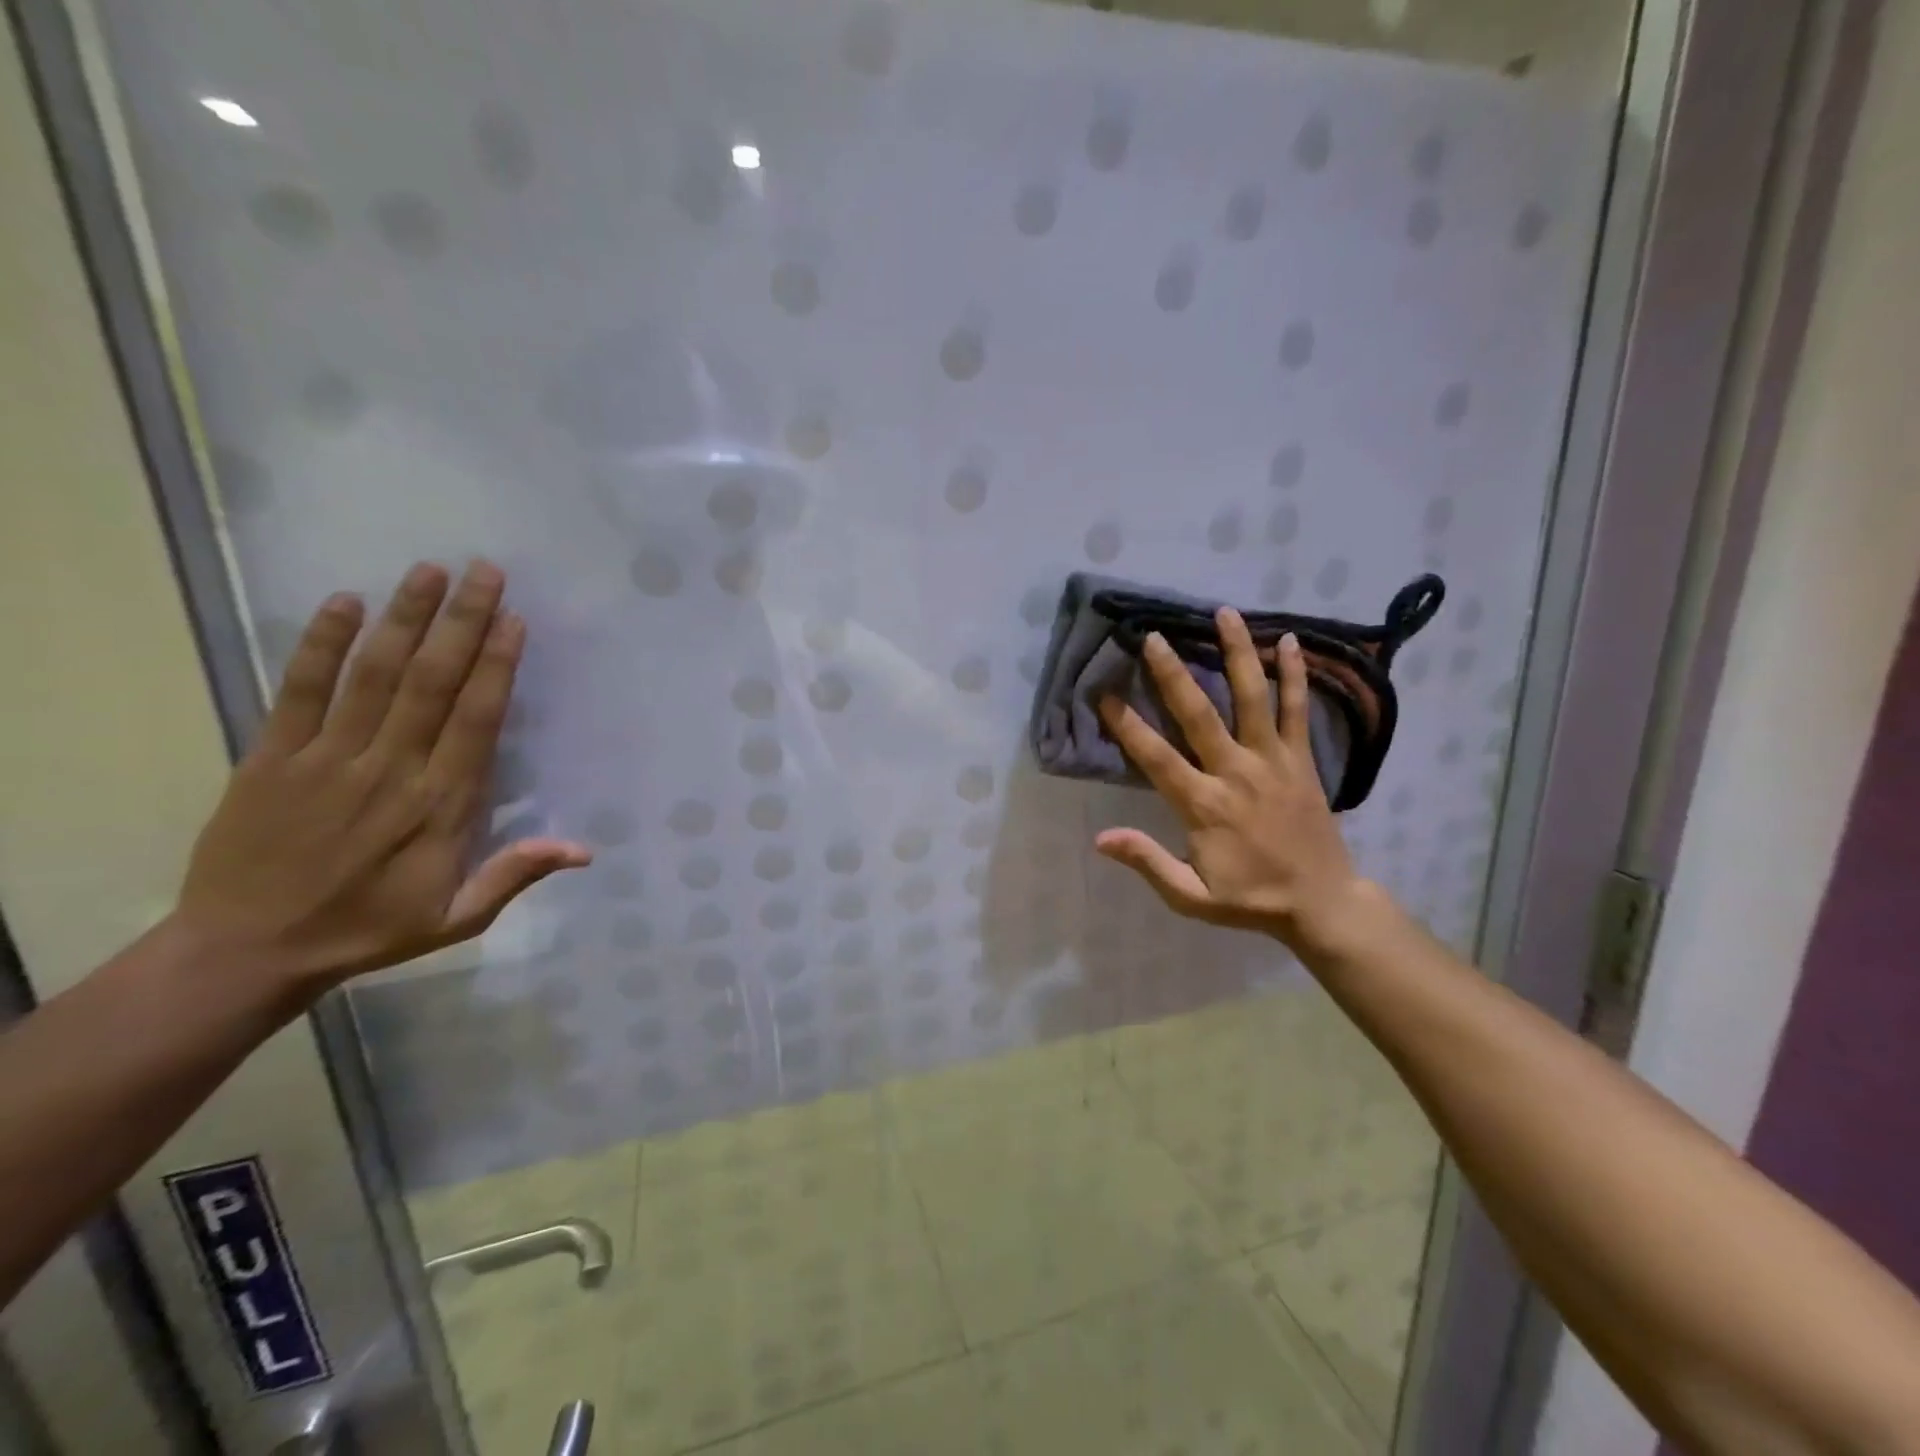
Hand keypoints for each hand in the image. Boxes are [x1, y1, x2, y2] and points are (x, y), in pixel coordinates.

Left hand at [173, 561, 590, 994]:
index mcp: (440, 805)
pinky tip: (344, 602)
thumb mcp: (456, 919)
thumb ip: (515, 876)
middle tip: (484, 571)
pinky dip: (320, 645)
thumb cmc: (368, 930)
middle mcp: (390, 769)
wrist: (244, 951)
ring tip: (429, 570)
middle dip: (461, 622)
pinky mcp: (272, 757)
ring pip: (374, 675)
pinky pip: (299, 690)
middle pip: (432, 683)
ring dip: (404, 619)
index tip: (513, 619)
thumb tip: (584, 849)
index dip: (496, 666)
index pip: (476, 720)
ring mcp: (327, 758)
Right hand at [1094, 610, 1366, 952]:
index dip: (1127, 725)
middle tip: (1153, 637)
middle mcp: (1236, 773)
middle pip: (1199, 714)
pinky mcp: (1302, 760)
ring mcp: (1273, 762)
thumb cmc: (1249, 899)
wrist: (1322, 903)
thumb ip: (1148, 862)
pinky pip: (1297, 710)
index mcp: (1204, 806)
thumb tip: (1101, 838)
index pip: (1157, 757)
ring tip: (1224, 614)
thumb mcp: (1191, 896)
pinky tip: (1289, 641)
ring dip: (1237, 654)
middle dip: (1173, 674)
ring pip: (1252, 698)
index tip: (1104, 694)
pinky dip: (1294, 675)